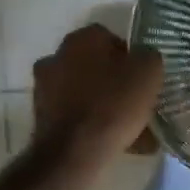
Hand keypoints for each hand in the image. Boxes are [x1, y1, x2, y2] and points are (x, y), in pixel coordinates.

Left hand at [33, 25, 162, 155]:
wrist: (74, 152)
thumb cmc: (114, 103)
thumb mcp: (149, 72)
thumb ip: (149, 57)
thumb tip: (143, 58)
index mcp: (83, 38)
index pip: (111, 38)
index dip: (130, 57)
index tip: (142, 77)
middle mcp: (57, 55)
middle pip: (94, 64)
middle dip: (113, 79)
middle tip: (135, 98)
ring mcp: (44, 86)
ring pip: (84, 90)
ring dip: (102, 101)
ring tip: (127, 126)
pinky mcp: (40, 115)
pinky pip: (74, 113)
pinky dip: (90, 122)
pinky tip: (111, 140)